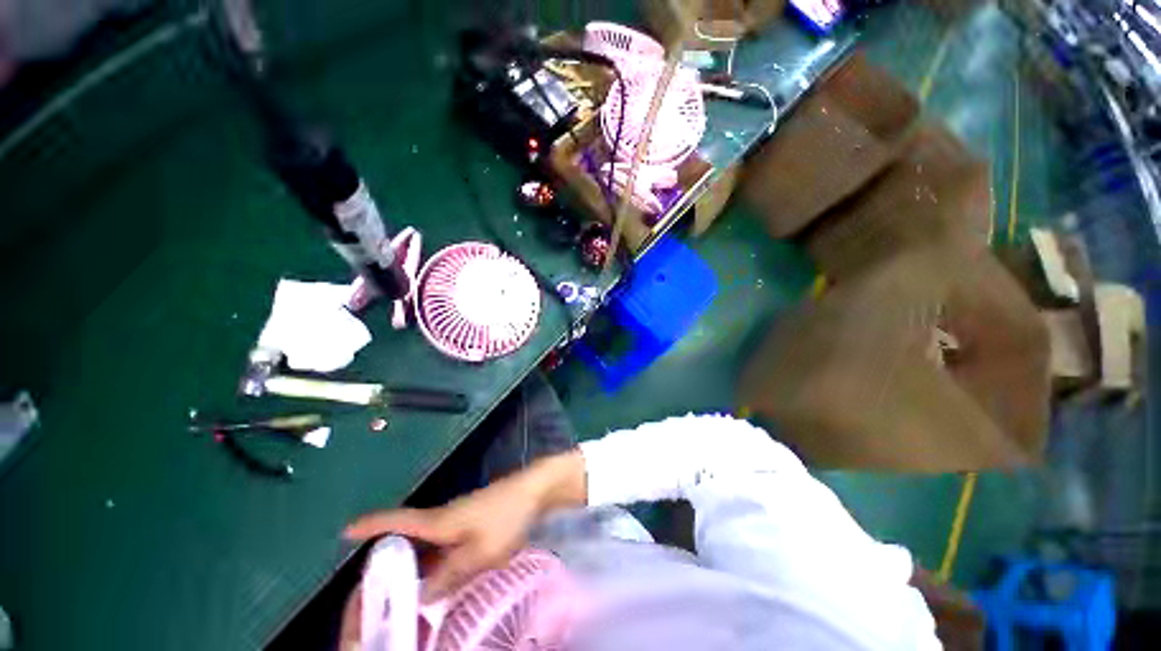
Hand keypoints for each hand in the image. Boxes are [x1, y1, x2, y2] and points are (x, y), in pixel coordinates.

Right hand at [344, 453, 584, 601]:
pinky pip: (446, 544)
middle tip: (376, 591)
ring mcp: (460, 518)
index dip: (370, 525)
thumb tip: (420, 596)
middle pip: (409, 538)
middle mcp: (444, 517)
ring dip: (416, 565)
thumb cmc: (507, 516)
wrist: (535, 489)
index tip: (344, 532)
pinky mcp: (473, 521)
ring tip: (406, 595)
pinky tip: (442, 580)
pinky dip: (437, 561)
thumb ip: (449, 576)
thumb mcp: (480, 553)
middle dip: (391, 560)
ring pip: (429, 544)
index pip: (397, 521)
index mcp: (439, 520)